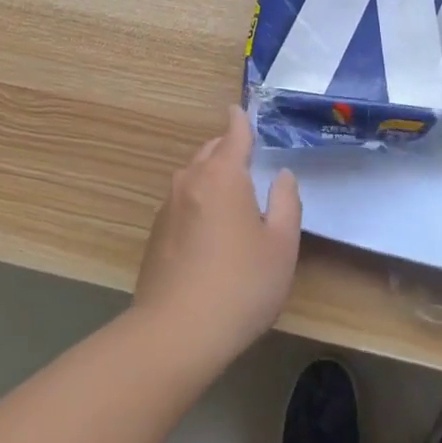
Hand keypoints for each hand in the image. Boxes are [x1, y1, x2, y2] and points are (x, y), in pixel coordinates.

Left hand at [134, 107, 300, 373]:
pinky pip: (182, 203)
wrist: (175, 334)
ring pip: (193, 177)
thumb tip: (281, 176)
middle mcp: (190, 180)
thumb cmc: (239, 285)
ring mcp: (168, 207)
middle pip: (210, 151)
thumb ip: (285, 203)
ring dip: (211, 177)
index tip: (240, 108)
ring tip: (231, 198)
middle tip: (247, 159)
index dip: (240, 120)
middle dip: (227, 149)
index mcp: (222, 174)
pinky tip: (209, 232)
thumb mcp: (281, 246)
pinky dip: (197, 203)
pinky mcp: (156, 235)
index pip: (233, 133)